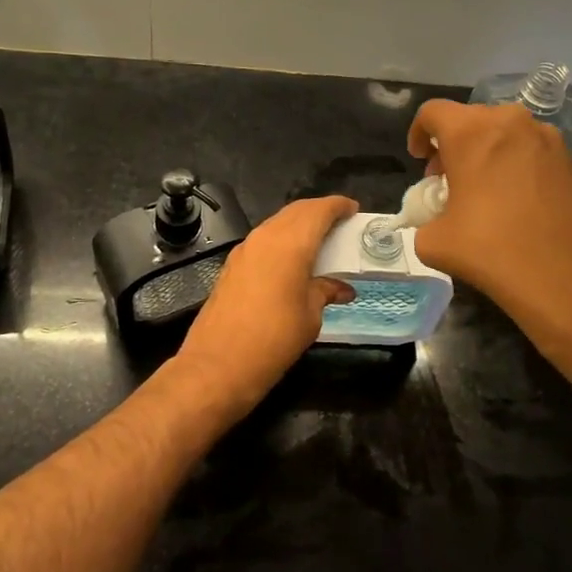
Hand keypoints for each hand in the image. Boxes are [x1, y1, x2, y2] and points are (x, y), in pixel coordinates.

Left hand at [174, 194, 357, 413]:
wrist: (217, 365)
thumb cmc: (273, 339)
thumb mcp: (310, 317)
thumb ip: (325, 292)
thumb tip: (341, 288)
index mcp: (290, 243)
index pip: (318, 211)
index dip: (338, 206)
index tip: (353, 209)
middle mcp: (266, 237)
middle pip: (296, 211)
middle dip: (319, 212)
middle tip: (340, 224)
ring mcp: (245, 249)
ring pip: (277, 224)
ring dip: (299, 226)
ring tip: (320, 242)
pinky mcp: (232, 265)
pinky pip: (264, 240)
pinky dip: (282, 241)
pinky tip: (292, 261)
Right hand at [407, 100, 571, 379]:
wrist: (570, 280)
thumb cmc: (493, 251)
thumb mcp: (434, 242)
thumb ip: (425, 220)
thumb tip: (436, 221)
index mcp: (471, 132)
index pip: (433, 112)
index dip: (418, 133)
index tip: (420, 162)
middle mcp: (510, 122)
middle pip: (469, 119)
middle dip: (452, 145)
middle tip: (447, 181)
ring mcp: (545, 138)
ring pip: (502, 132)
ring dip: (484, 152)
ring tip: (481, 192)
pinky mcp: (569, 160)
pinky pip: (528, 149)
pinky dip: (512, 164)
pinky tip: (513, 202)